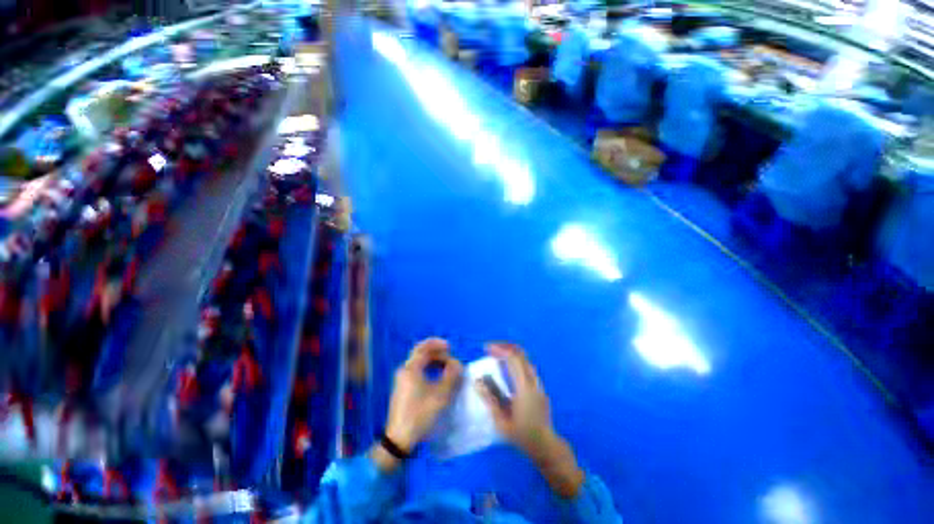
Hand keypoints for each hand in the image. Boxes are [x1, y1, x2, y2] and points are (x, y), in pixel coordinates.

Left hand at [376, 338, 461, 469]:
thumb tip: (457, 364)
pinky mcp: (403, 388)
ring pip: (419, 362)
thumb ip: (451, 375)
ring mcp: (402, 379)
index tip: (450, 346)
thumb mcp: (440, 394)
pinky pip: (417, 371)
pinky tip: (437, 377)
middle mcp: (404, 370)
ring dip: (433, 361)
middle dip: (436, 352)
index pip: (424, 348)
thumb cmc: (420, 414)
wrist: (399, 439)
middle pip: (420, 353)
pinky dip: (428, 369)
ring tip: (446, 366)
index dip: (437, 344)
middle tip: (449, 356)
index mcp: (411, 368)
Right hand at [475, 343, 583, 498]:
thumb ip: (489, 399)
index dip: (499, 349)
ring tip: (496, 354)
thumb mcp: (501, 421)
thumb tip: (477, 381)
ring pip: (525, 359)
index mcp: (524, 388)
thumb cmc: (522, 436)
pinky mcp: (539, 387)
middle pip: (521, 354)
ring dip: (510, 352)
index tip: (486, 348)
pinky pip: (527, 366)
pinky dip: (516, 360)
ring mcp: (538, 383)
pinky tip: (507, 366)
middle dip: (504, 346)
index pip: (513, 359)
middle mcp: (533, 381)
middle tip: (490, 348)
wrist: (546, 446)